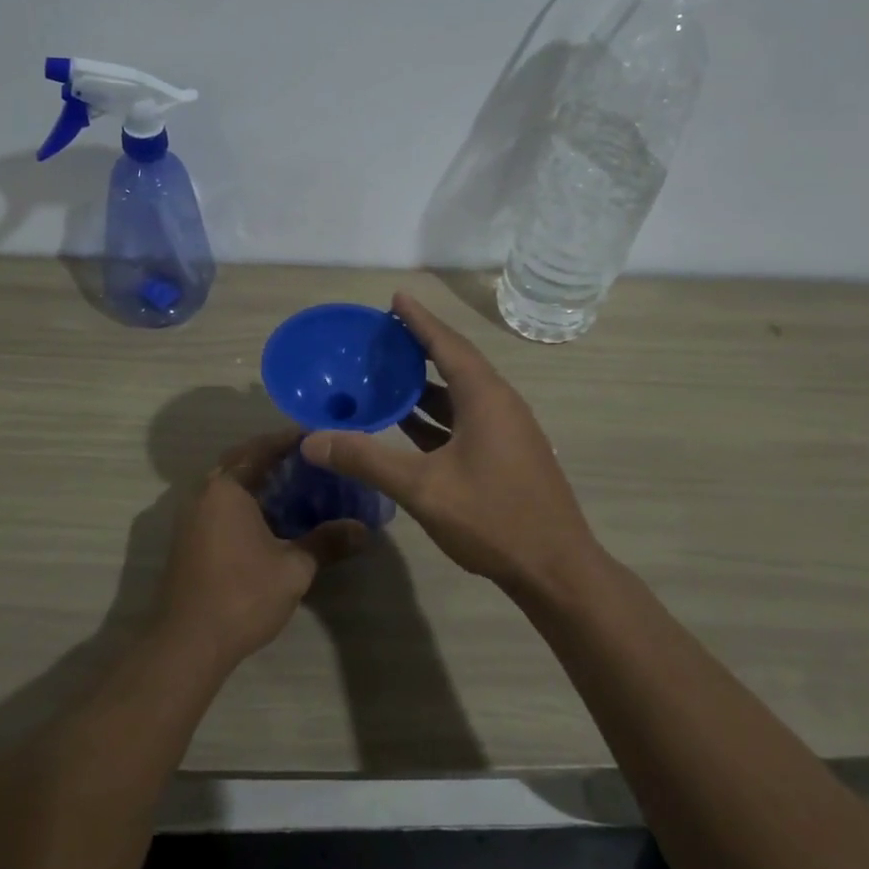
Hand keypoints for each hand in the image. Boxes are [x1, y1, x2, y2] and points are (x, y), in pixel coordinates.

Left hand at [154, 430, 366, 668]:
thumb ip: (327, 542)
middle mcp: (204, 492)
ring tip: (293, 484)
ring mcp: (191, 515)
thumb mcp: (294, 569)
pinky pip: (219, 502)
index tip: (318, 436)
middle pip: (240, 460)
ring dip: (256, 477)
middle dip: (272, 455)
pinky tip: (268, 516)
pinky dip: (243, 498)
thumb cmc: (242, 596)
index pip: (262, 448)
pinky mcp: (188, 537)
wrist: (187, 643)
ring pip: (227, 482)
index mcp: (227, 488)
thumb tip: (363, 530)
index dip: (290, 439)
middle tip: (308, 459)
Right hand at [301, 293, 599, 591]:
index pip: (447, 344)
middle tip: (383, 335)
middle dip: (419, 347)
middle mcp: (499, 404)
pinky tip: (408, 424)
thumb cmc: (493, 519)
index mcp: (485, 398)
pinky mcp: (506, 455)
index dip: (419, 320)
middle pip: (455, 363)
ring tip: (387, 375)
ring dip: (425, 384)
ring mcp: (506, 431)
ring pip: (460, 394)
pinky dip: (435, 415)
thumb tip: (312, 441)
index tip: (396, 298)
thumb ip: (366, 460)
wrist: (556, 570)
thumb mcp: (423, 488)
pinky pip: (465, 419)